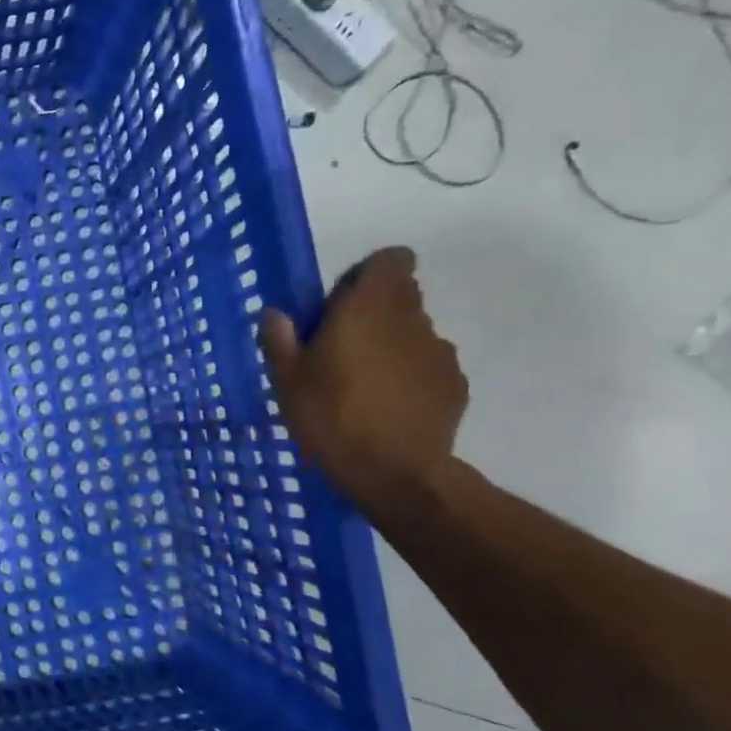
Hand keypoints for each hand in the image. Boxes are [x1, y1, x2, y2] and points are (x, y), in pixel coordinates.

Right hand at [258, 247, 467, 515]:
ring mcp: (440, 351)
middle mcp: (412, 319)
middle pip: (401, 294)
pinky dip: (409, 376)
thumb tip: (275, 314)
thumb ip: (280, 340)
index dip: (367, 273)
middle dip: (373, 311)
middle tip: (340, 347)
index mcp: (369, 307)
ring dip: (391, 345)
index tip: (341, 301)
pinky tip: (388, 408)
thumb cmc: (331, 416)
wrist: (394, 471)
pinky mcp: (455, 384)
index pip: (390, 259)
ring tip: (364, 385)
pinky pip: (427, 367)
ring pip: (413, 332)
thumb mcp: (287, 380)